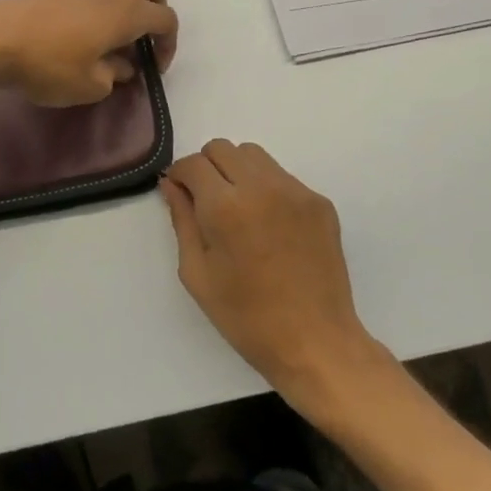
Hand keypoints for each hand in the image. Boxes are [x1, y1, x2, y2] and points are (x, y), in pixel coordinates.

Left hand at [0, 0, 178, 106]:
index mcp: (128, 14)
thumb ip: (114, 75)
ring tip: (126, 0)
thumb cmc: (50, 66)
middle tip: (146, 31)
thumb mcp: (91, 86)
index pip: (166, 19)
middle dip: (158, 3)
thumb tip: (122, 67)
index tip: (154, 68)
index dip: (169, 43)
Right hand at [163, 140, 388, 406]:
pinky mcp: (319, 202)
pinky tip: (268, 225)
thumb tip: (171, 184)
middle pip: (223, 148)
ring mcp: (296, 192)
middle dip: (207, 167)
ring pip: (254, 156)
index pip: (194, 163)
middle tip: (206, 201)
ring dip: (237, 171)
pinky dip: (266, 188)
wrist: (315, 342)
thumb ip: (182, 220)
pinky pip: (282, 177)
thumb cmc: (246, 317)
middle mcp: (262, 187)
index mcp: (226, 207)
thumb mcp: (197, 274)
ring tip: (238, 209)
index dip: (180, 175)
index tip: (180, 194)